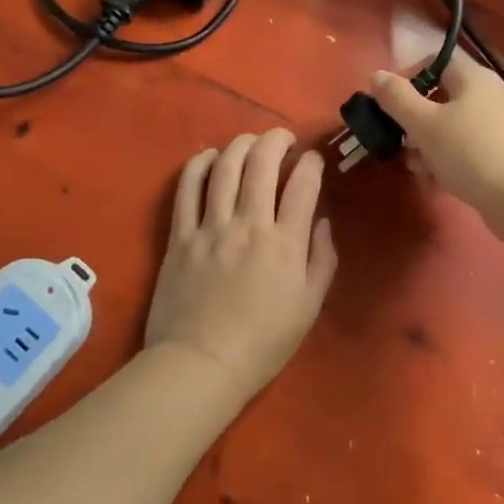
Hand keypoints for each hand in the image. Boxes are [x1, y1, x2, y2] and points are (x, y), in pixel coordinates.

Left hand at [144, 128, 337, 402]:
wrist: (201, 364)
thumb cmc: (263, 343)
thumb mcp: (309, 307)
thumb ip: (322, 259)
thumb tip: (323, 221)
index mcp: (285, 244)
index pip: (303, 186)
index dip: (311, 164)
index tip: (313, 159)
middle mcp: (249, 225)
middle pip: (261, 164)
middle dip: (276, 141)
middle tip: (282, 139)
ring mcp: (210, 227)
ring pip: (225, 168)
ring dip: (240, 145)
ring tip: (250, 141)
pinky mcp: (180, 236)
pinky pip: (187, 189)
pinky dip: (198, 165)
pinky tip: (209, 156)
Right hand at [372, 58, 503, 219]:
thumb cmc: (471, 153)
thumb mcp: (424, 124)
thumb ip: (397, 98)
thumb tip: (376, 75)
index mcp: (473, 78)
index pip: (437, 60)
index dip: (410, 76)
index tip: (390, 103)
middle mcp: (489, 95)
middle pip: (442, 97)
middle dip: (415, 120)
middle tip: (401, 141)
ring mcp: (500, 126)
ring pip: (452, 127)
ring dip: (428, 145)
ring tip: (418, 168)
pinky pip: (467, 150)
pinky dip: (448, 161)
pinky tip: (436, 183)